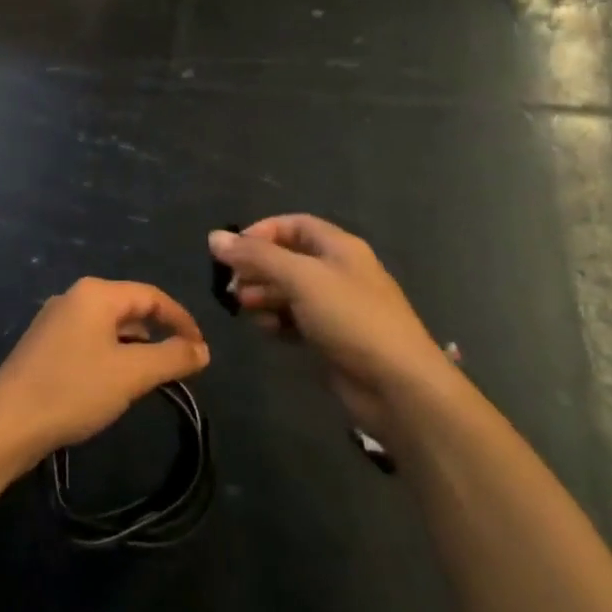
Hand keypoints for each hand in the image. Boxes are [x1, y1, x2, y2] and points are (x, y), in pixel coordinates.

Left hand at [0, 278, 208, 463]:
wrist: (7, 422)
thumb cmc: (74, 390)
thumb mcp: (132, 375)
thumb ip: (172, 358)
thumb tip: (202, 350)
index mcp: (96, 293)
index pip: (152, 296)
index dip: (182, 320)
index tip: (202, 351)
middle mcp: (74, 296)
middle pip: (129, 306)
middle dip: (159, 332)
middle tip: (180, 364)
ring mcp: (55, 319)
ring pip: (108, 324)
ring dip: (135, 345)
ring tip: (152, 375)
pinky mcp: (43, 343)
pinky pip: (89, 338)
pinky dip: (111, 353)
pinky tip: (114, 381)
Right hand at [208, 216, 447, 443]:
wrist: (397, 386)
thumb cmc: (350, 318)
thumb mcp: (301, 279)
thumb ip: (256, 256)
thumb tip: (214, 237)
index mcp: (339, 247)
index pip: (294, 225)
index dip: (262, 232)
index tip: (232, 250)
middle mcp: (338, 272)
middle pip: (288, 259)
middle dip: (257, 268)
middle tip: (233, 286)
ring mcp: (336, 308)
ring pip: (289, 292)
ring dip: (264, 296)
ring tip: (244, 309)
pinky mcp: (332, 339)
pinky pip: (296, 321)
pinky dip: (278, 321)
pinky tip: (266, 331)